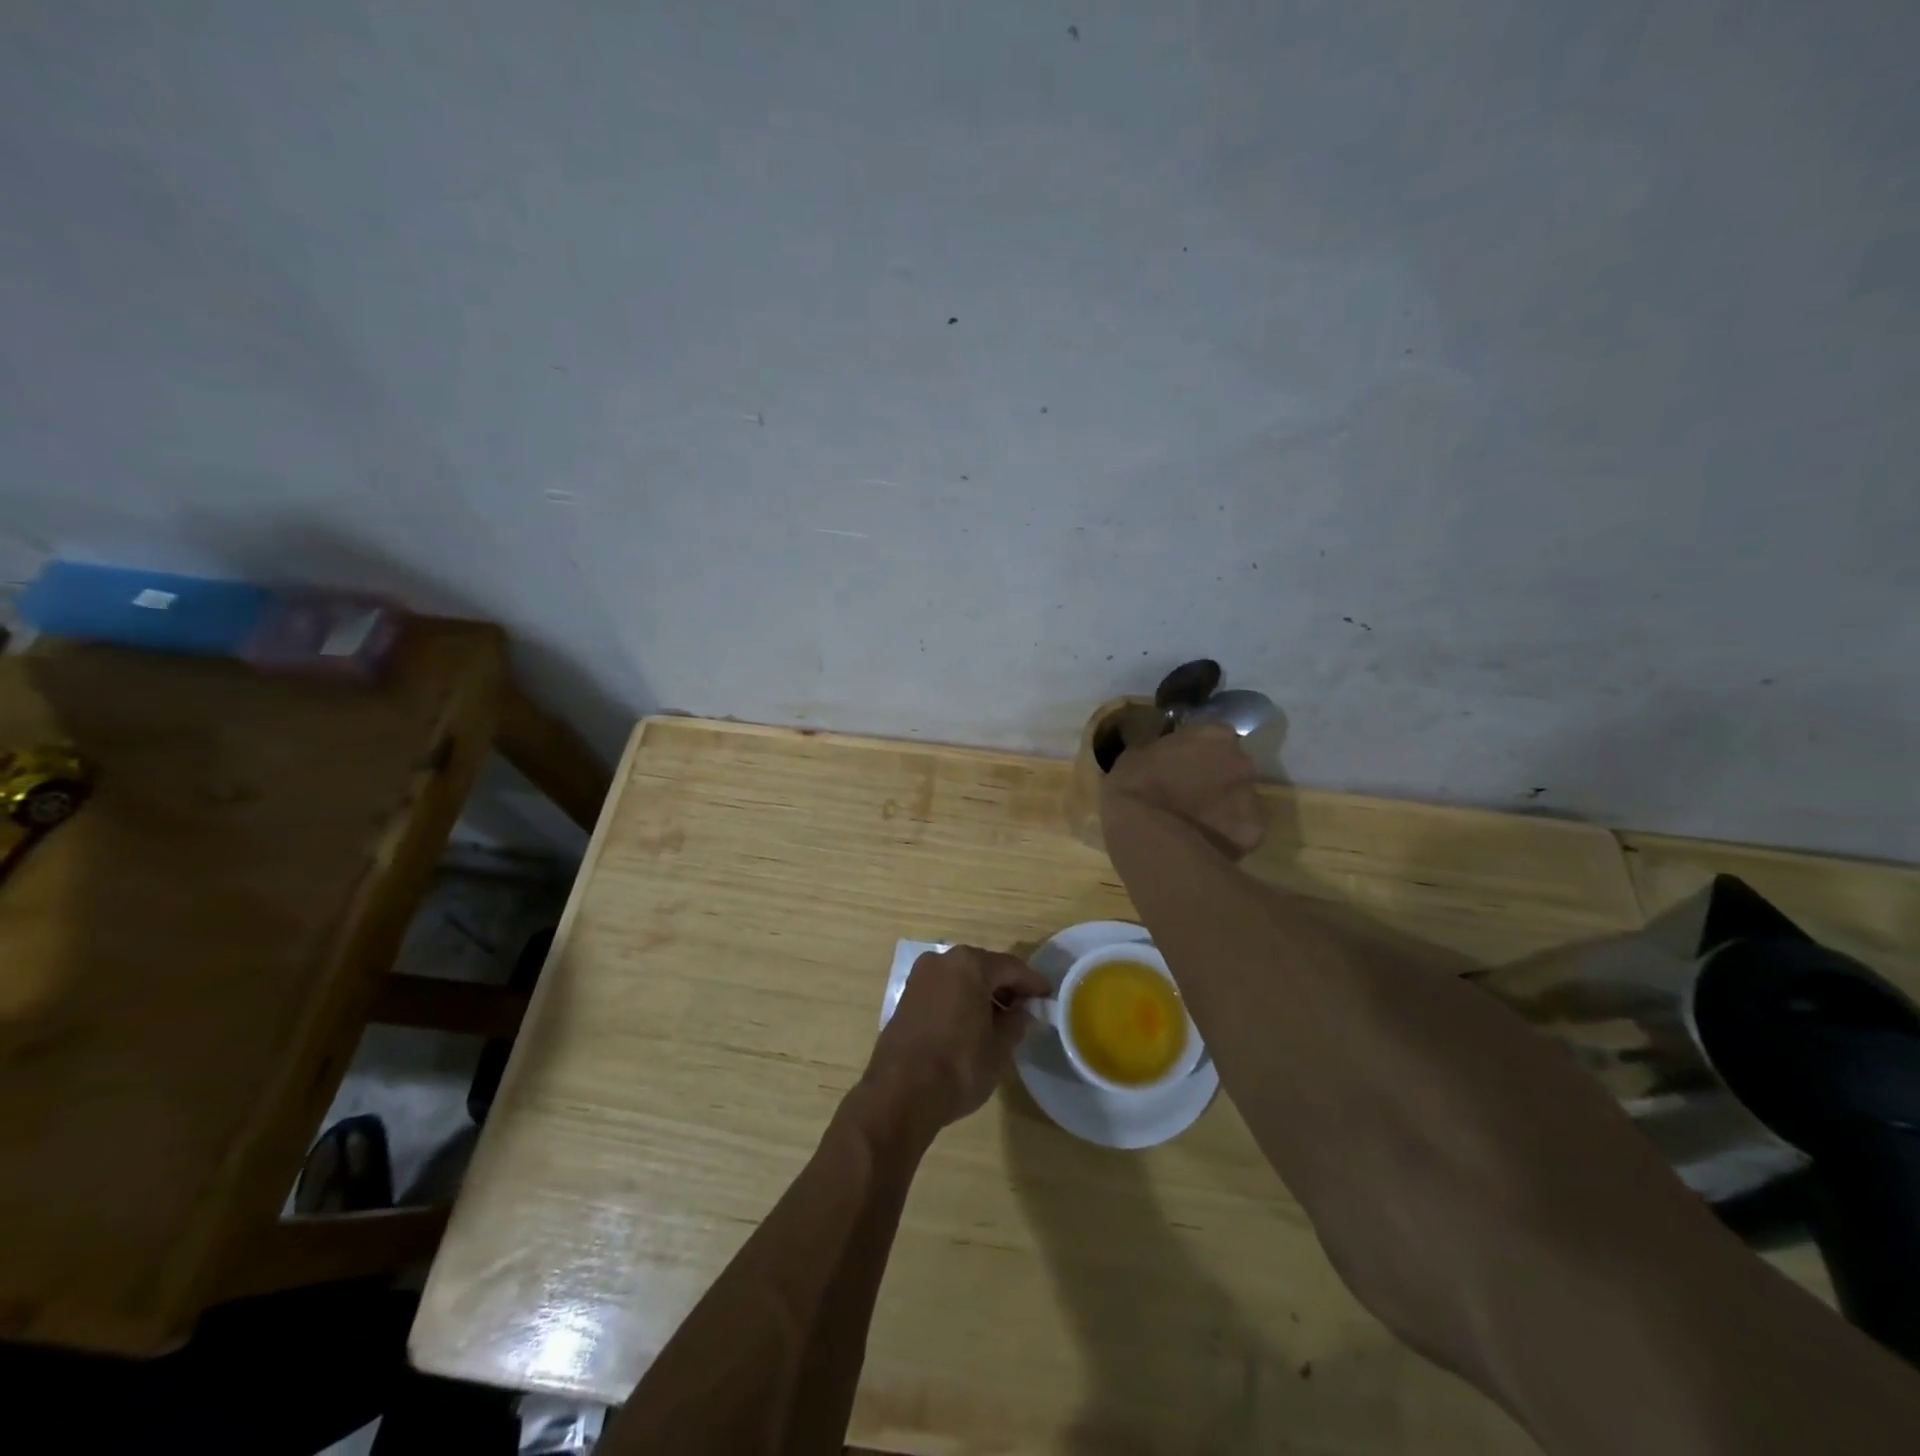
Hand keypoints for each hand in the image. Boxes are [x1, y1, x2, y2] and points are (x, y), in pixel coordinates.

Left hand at [863, 946, 1050, 1133]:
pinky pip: (943, 990)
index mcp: (969, 964)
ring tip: (1000, 1020)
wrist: (900, 1092)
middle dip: (1005, 986)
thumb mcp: (999, 1048)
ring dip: (981, 993)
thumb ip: (1015, 1024)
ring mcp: (920, 977)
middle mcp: (942, 960)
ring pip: (961, 978)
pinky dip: (960, 1000)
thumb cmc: (958, 1066)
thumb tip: (1021, 1013)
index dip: (1032, 983)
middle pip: (983, 967)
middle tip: (1025, 1008)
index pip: (1011, 968)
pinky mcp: (906, 997)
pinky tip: (972, 1024)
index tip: (1048, 996)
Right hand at [1101, 721, 1265, 857]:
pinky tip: (1201, 844)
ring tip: (1193, 824)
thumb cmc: (1134, 785)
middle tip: (1189, 794)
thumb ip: (1162, 747)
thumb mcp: (1137, 753)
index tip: (1181, 763)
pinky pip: (1238, 832)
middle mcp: (1242, 760)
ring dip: (1222, 808)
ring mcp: (1251, 797)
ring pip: (1239, 800)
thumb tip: (1163, 751)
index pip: (1214, 736)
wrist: (1146, 833)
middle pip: (1233, 767)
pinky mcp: (1252, 832)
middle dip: (1216, 778)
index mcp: (1214, 734)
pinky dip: (1224, 837)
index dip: (1198, 751)